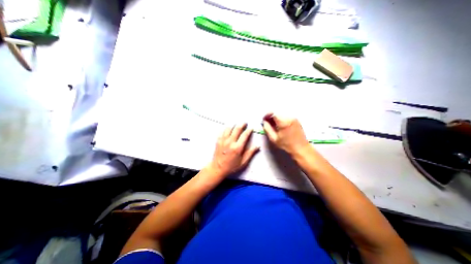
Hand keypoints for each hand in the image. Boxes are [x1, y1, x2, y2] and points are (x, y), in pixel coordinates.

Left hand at [208, 124, 261, 177]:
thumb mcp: (243, 162)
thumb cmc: (232, 166)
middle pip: (237, 129)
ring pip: (229, 128)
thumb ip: (250, 153)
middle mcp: (230, 142)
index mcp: (237, 147)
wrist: (218, 168)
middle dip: (242, 124)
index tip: (251, 128)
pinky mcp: (218, 141)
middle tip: (245, 123)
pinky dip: (226, 129)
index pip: (245, 135)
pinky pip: (222, 132)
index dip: (249, 130)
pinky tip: (228, 128)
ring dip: (234, 125)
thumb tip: (258, 146)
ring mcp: (223, 140)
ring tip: (237, 124)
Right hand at [263, 112, 311, 153]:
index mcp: (283, 122)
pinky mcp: (296, 119)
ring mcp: (294, 118)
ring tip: (273, 124)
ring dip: (276, 117)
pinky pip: (286, 115)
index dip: (267, 115)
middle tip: (268, 122)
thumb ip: (267, 129)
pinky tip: (280, 125)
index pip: (273, 113)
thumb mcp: (274, 139)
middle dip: (271, 116)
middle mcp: (289, 118)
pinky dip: (281, 118)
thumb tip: (264, 122)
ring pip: (281, 113)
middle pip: (277, 112)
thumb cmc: (286, 145)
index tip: (264, 119)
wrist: (301, 148)